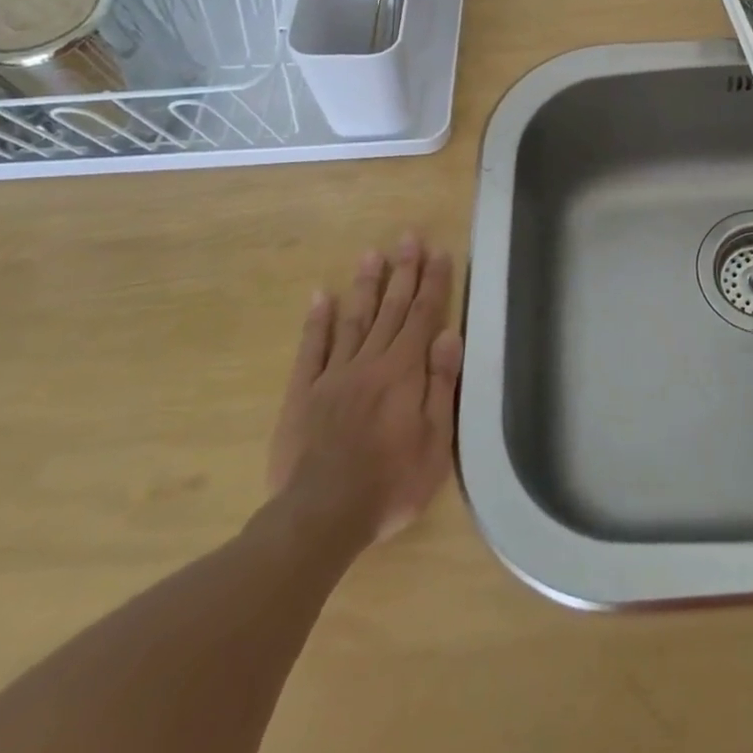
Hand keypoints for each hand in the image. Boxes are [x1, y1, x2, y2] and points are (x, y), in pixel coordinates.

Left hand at [265, 236, 463, 552]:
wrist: (320, 515)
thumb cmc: (390, 483)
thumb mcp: (434, 441)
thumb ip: (441, 385)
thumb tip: (448, 335)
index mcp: (404, 372)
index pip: (423, 316)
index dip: (433, 283)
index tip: (439, 252)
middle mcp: (370, 362)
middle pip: (391, 308)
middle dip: (404, 271)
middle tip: (409, 236)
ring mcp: (334, 374)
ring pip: (355, 319)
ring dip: (366, 285)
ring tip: (373, 253)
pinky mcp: (304, 392)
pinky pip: (312, 348)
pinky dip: (319, 320)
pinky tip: (323, 296)